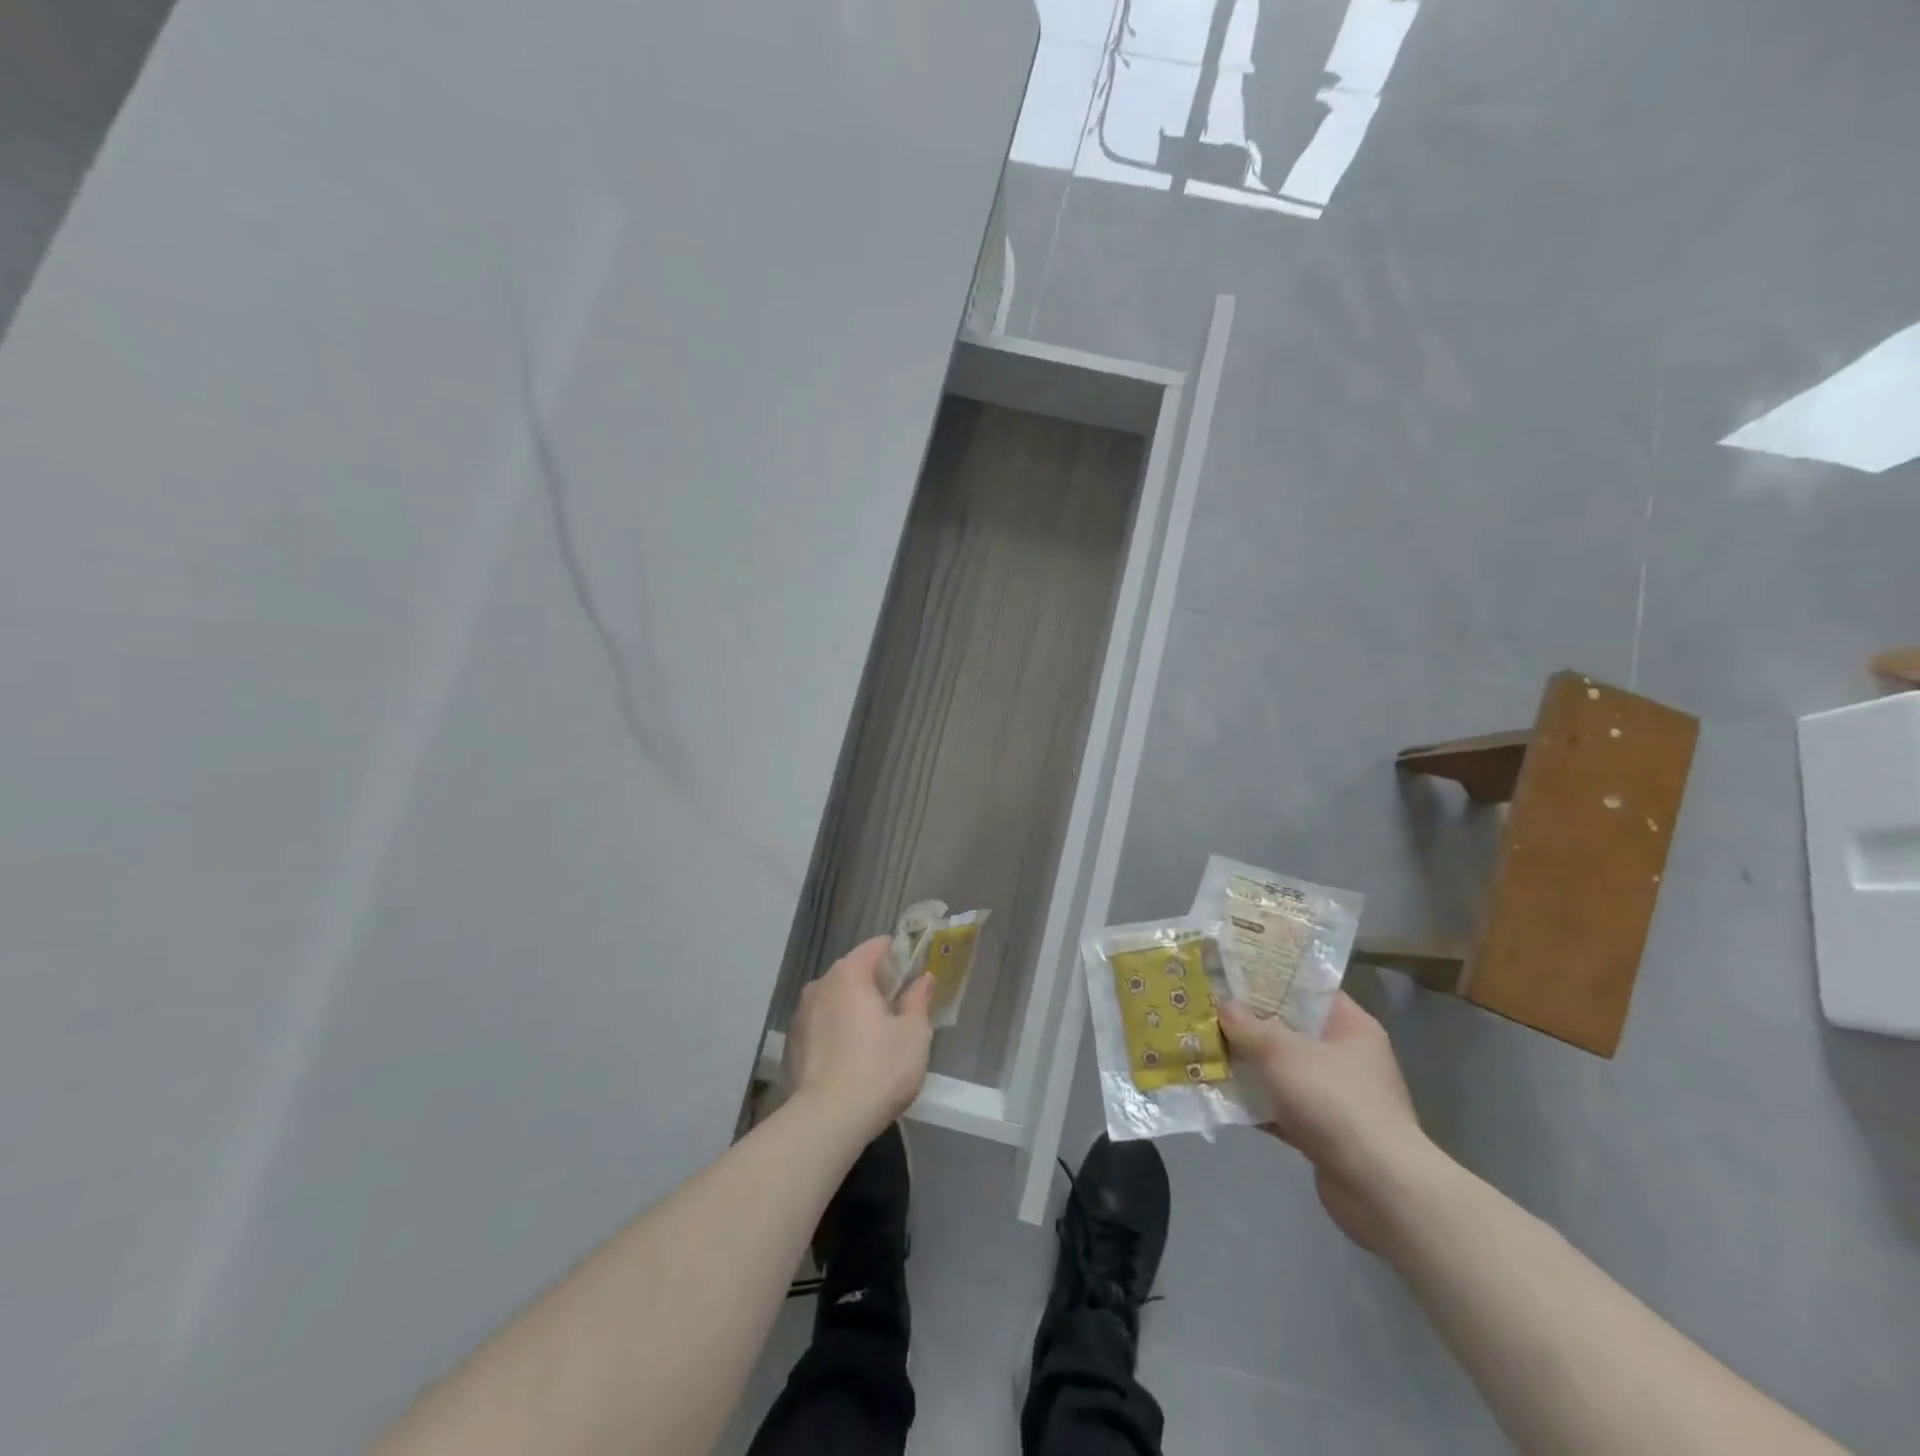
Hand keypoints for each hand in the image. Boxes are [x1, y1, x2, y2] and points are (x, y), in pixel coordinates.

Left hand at [785, 937, 932, 1143]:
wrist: (825, 1122)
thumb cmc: (877, 1069)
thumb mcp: (913, 1034)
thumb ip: (918, 1000)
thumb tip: (921, 980)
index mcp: (849, 974)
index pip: (876, 946)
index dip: (899, 954)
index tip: (915, 972)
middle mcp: (820, 985)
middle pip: (854, 972)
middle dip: (877, 984)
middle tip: (901, 1007)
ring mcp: (801, 1015)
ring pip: (836, 1000)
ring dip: (855, 1008)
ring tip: (877, 1036)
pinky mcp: (792, 1044)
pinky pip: (823, 1025)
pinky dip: (838, 1031)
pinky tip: (852, 1058)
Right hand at [1218, 993, 1439, 1253]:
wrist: (1379, 1188)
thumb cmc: (1336, 1101)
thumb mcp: (1283, 1052)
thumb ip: (1248, 1026)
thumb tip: (1221, 1004)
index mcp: (1351, 1026)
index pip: (1308, 988)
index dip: (1270, 978)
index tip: (1232, 972)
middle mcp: (1346, 1057)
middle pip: (1290, 1029)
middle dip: (1249, 1022)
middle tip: (1208, 1007)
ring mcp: (1336, 1096)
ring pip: (1282, 1069)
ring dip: (1248, 1064)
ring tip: (1204, 1047)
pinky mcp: (1323, 1131)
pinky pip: (1281, 1107)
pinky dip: (1255, 1103)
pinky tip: (1219, 1095)